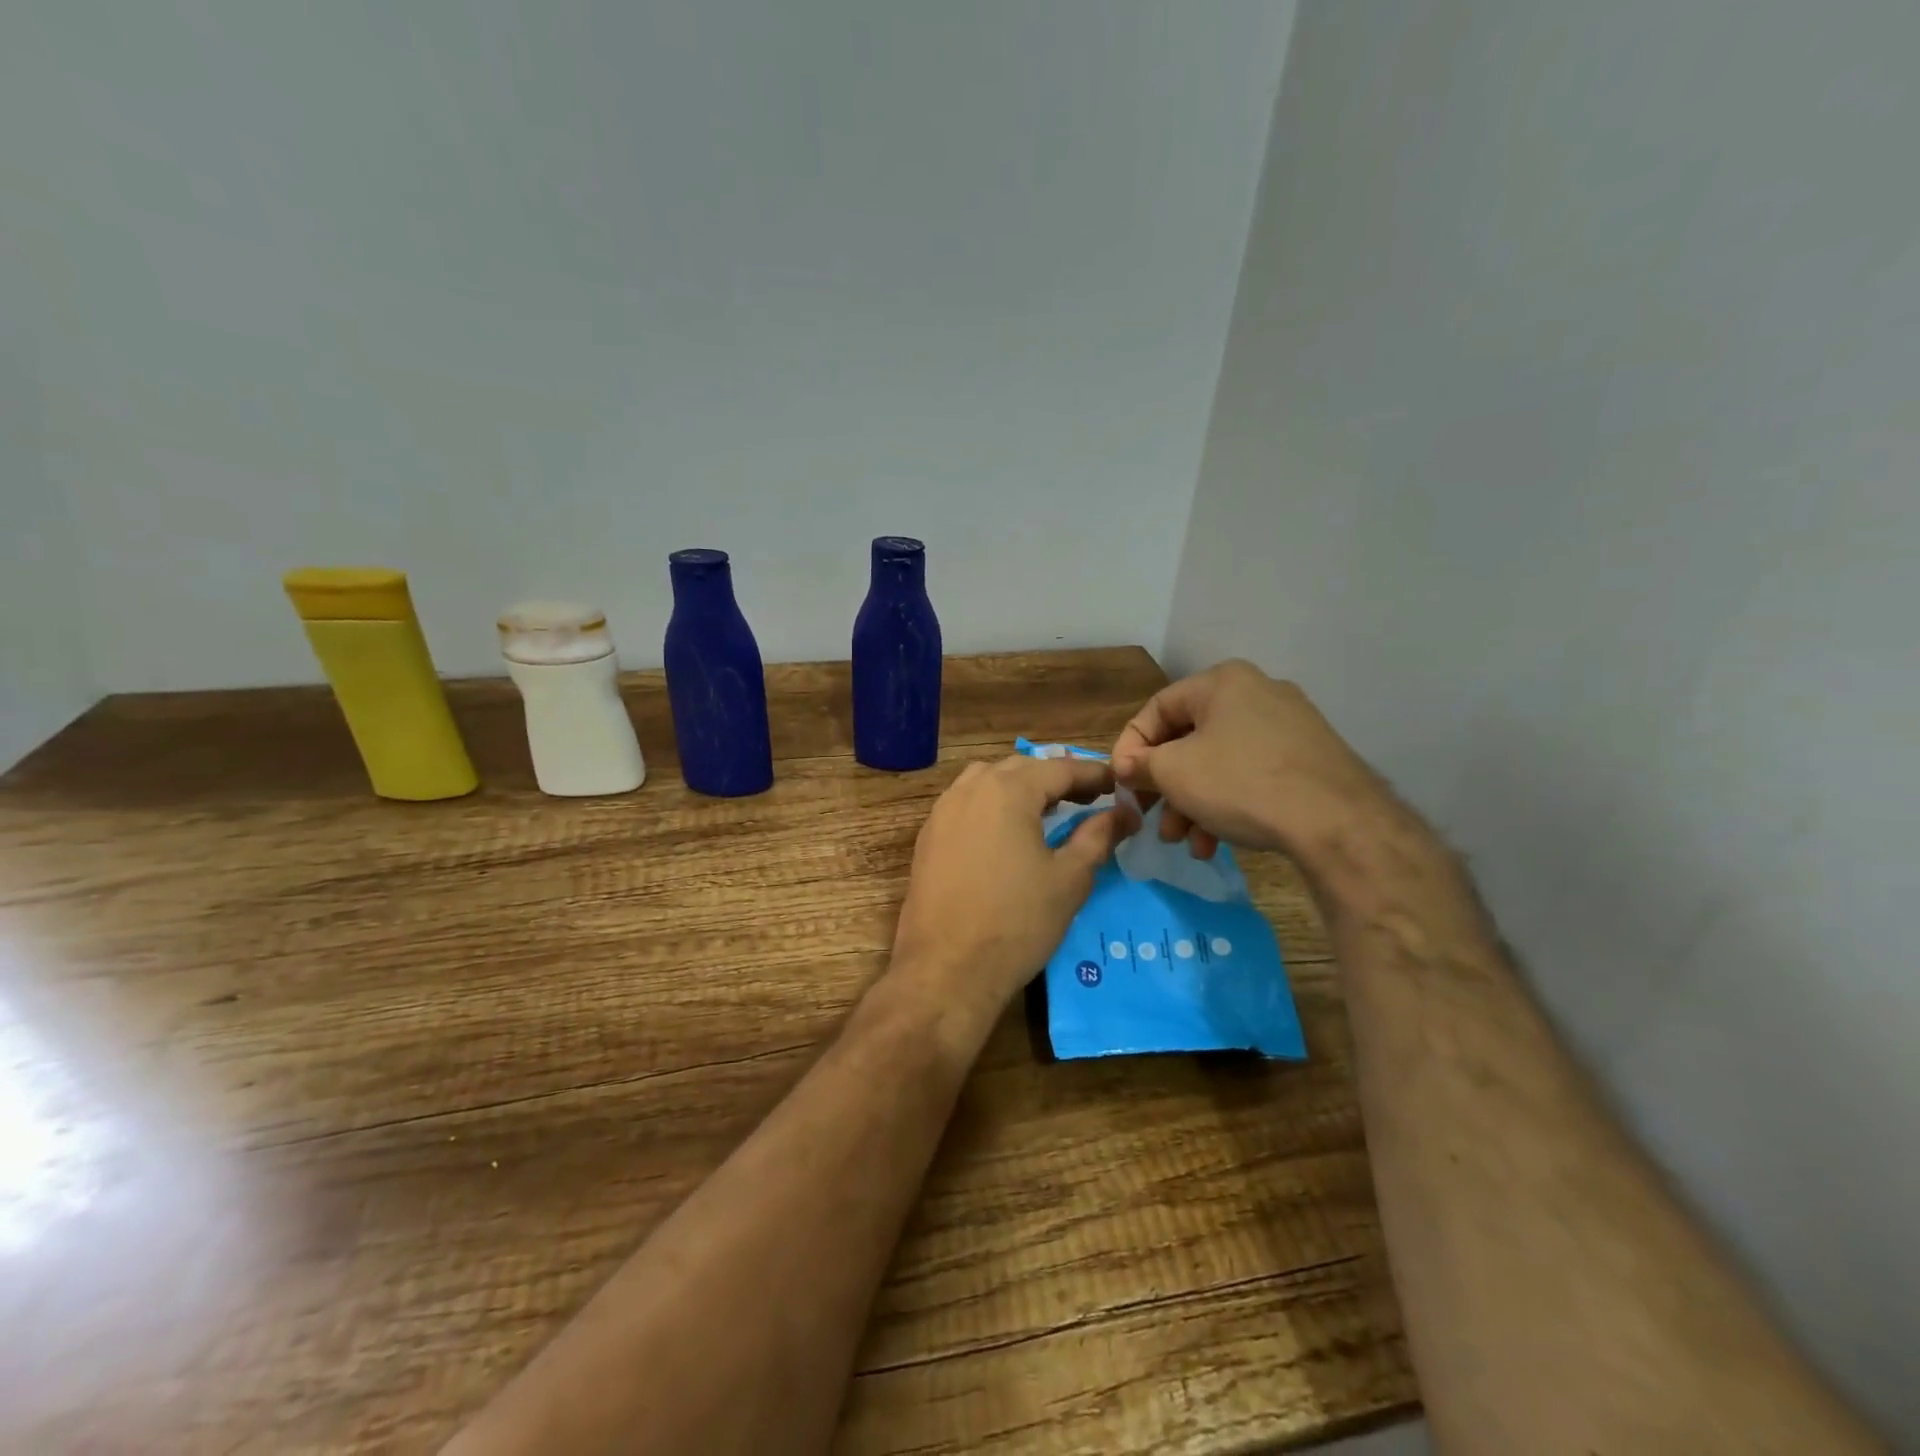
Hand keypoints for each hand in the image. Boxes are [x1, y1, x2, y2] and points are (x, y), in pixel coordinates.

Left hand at [890, 755, 1135, 1028]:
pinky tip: (1007, 832)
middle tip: (1089, 798)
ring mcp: (942, 812)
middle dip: (1057, 777)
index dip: (1094, 774)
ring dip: (1021, 787)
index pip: (1060, 767)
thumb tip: (1125, 813)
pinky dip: (993, 804)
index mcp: (1007, 790)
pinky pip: (966, 803)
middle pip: (1021, 768)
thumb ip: (1097, 836)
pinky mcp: (928, 837)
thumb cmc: (1017, 922)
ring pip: (987, 780)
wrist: (946, 970)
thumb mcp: (1069, 879)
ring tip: (1048, 811)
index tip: (1119, 785)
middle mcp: (970, 789)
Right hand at [1109, 660, 1393, 864]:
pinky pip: (1251, 775)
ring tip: (1185, 843)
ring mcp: (1288, 726)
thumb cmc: (1241, 783)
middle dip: (1165, 787)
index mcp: (1222, 682)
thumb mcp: (1173, 773)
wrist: (1336, 822)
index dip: (1130, 748)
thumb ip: (1140, 765)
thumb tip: (1128, 767)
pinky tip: (1216, 843)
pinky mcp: (1308, 760)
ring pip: (1219, 763)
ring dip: (1193, 804)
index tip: (1121, 784)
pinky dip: (1227, 805)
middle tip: (1153, 820)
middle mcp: (1257, 693)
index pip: (1156, 709)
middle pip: (1189, 740)